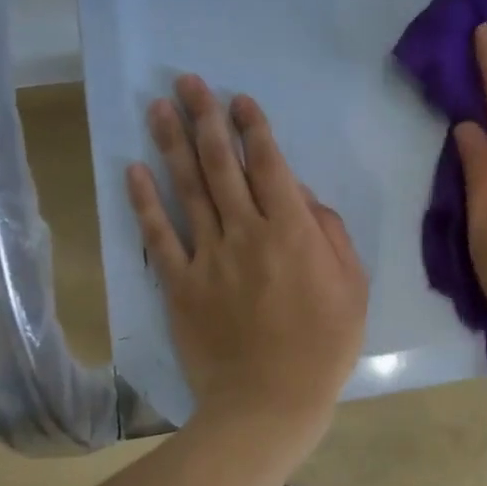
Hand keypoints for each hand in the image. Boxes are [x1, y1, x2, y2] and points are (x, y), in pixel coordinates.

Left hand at [127, 75, 367, 437]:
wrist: (268, 403)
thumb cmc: (322, 346)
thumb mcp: (352, 287)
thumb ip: (330, 234)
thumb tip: (302, 197)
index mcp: (291, 231)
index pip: (269, 166)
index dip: (253, 128)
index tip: (239, 100)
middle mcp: (245, 232)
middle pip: (221, 165)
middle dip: (206, 119)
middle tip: (189, 82)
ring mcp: (207, 257)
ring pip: (188, 190)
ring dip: (172, 145)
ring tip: (158, 106)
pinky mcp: (179, 285)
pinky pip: (158, 237)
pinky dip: (145, 203)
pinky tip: (134, 170)